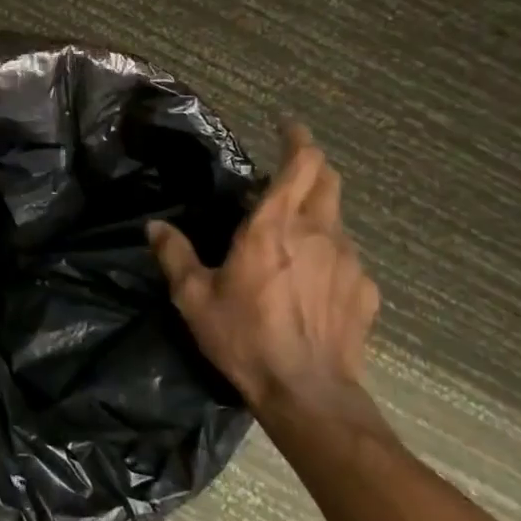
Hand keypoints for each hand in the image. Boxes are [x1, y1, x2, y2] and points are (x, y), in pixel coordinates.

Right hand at [148, 124, 378, 414]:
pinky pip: (347, 258)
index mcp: (273, 227)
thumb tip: (155, 227)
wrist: (308, 394)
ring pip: (337, 219)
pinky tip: (311, 282)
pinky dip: (329, 255)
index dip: (297, 138)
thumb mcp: (194, 298)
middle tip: (289, 169)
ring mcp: (349, 261)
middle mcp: (318, 233)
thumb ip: (175, 255)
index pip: (301, 164)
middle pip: (328, 180)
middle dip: (312, 165)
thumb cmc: (244, 339)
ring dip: (317, 213)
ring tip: (292, 235)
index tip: (287, 126)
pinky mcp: (366, 290)